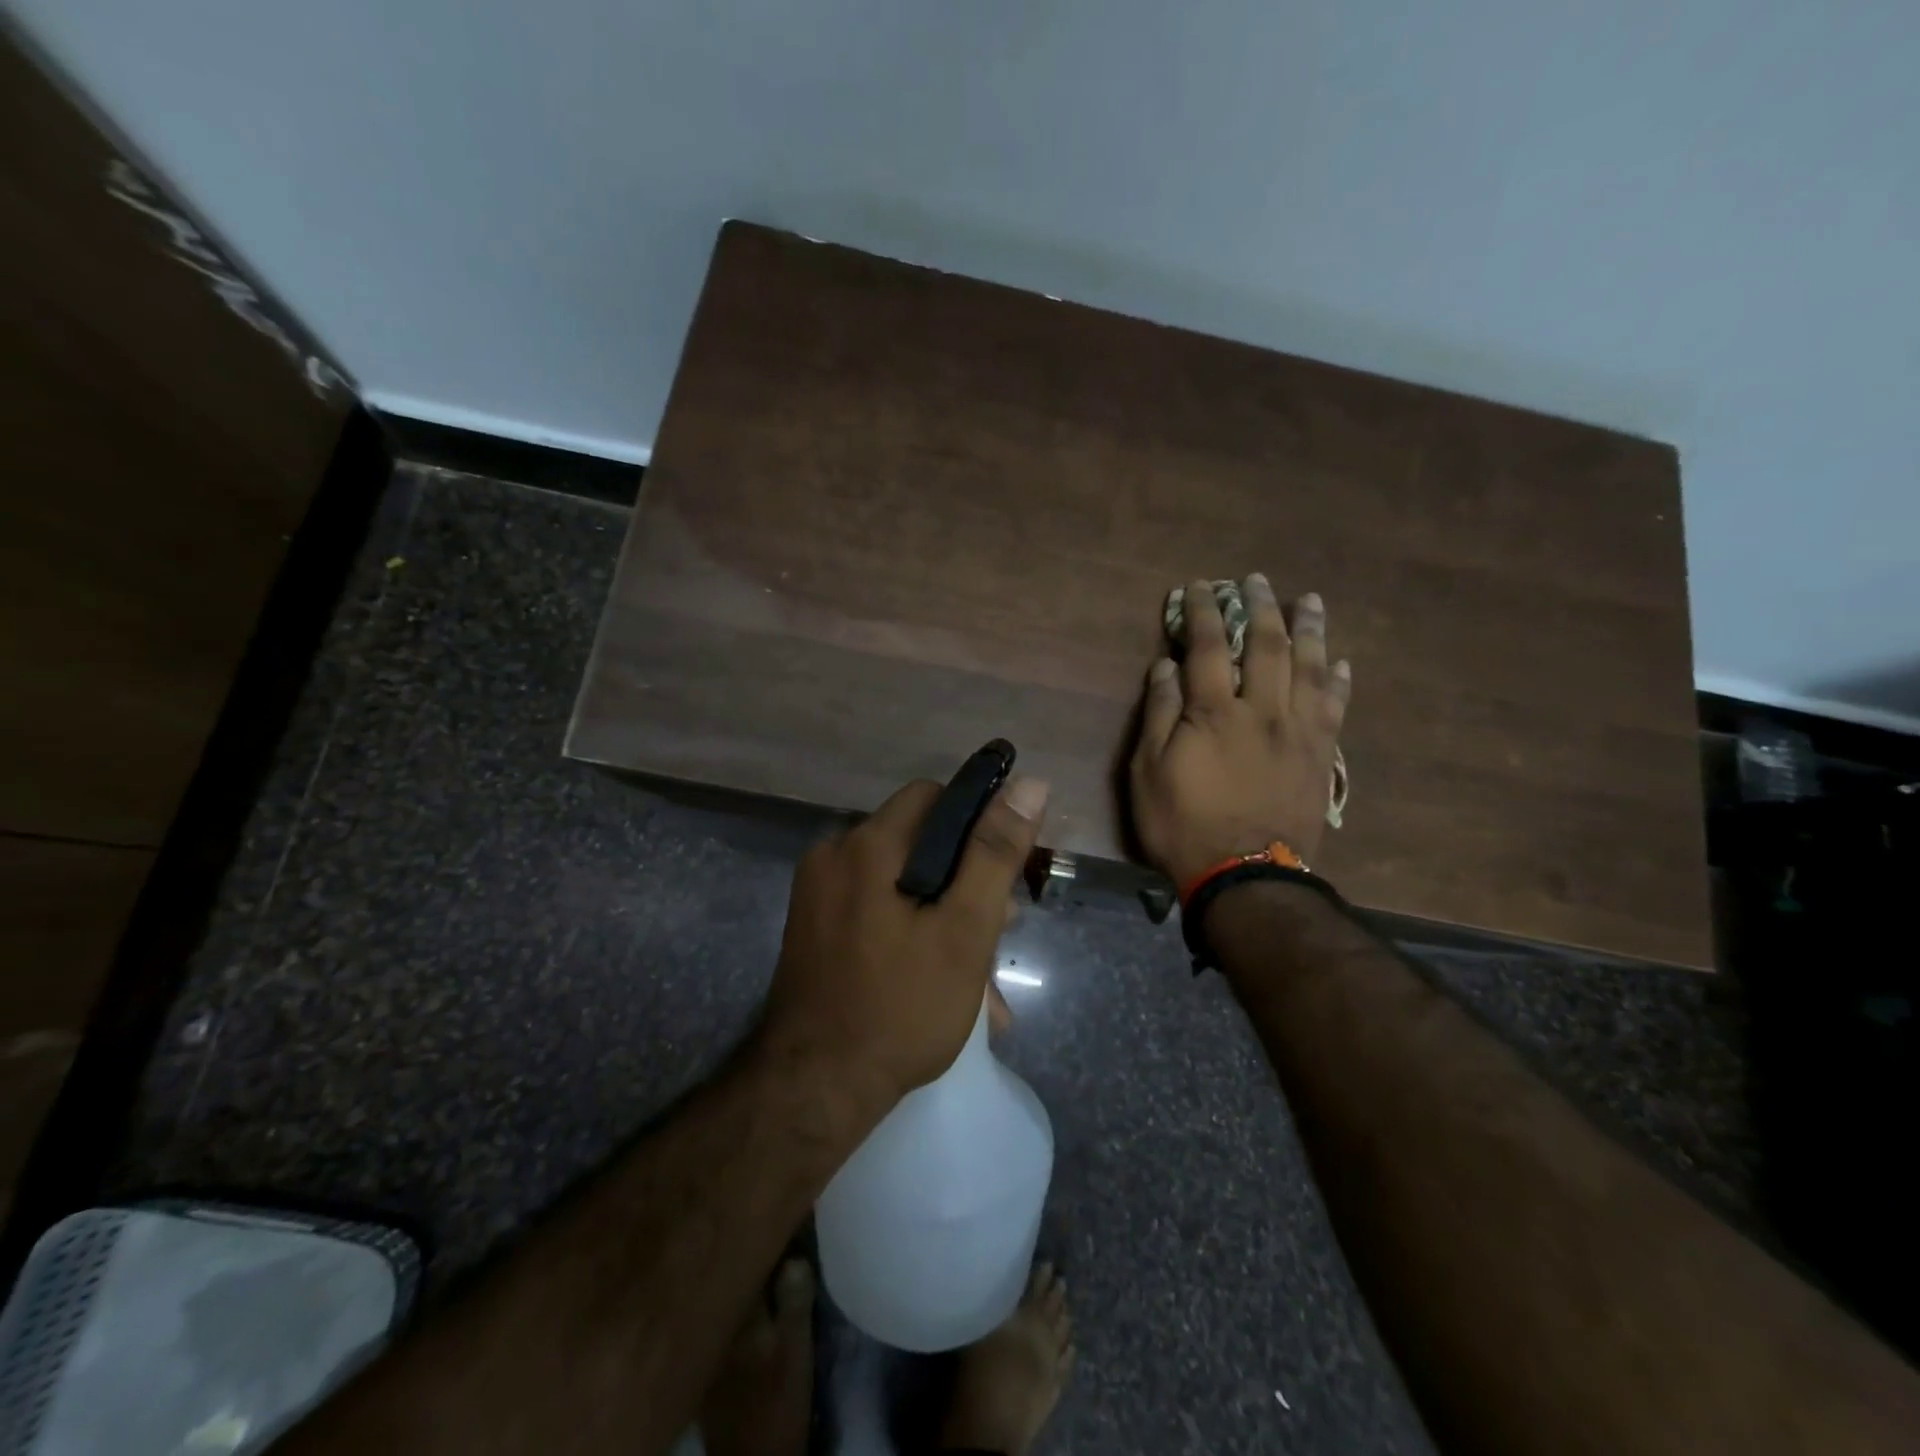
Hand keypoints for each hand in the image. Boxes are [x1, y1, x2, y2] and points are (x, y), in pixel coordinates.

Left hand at [761, 775, 1048, 1107]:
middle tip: (999, 931)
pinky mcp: (813, 929)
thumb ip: (995, 854)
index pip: (933, 798)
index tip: (1006, 870)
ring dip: (943, 914)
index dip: (978, 823)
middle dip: (964, 880)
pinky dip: (910, 931)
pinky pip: (874, 910)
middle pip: (917, 842)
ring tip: (980, 976)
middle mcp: (833, 857)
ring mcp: (817, 896)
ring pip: (899, 882)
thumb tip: (1029, 783)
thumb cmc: (901, 1008)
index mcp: (866, 845)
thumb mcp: (964, 930)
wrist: (814, 1091)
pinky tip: (941, 981)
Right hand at [1130, 575, 1350, 886]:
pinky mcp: (1323, 755)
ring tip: (1310, 600)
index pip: (1207, 647)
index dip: (1202, 612)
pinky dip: (1339, 679)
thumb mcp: (1148, 772)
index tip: (1199, 587)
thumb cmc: (1185, 825)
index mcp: (1214, 712)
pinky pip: (1336, 707)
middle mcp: (1263, 710)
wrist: (1246, 877)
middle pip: (1267, 646)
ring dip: (1309, 629)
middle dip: (1261, 607)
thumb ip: (1159, 715)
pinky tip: (1341, 661)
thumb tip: (1166, 667)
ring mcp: (1300, 732)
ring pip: (1310, 667)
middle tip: (1258, 580)